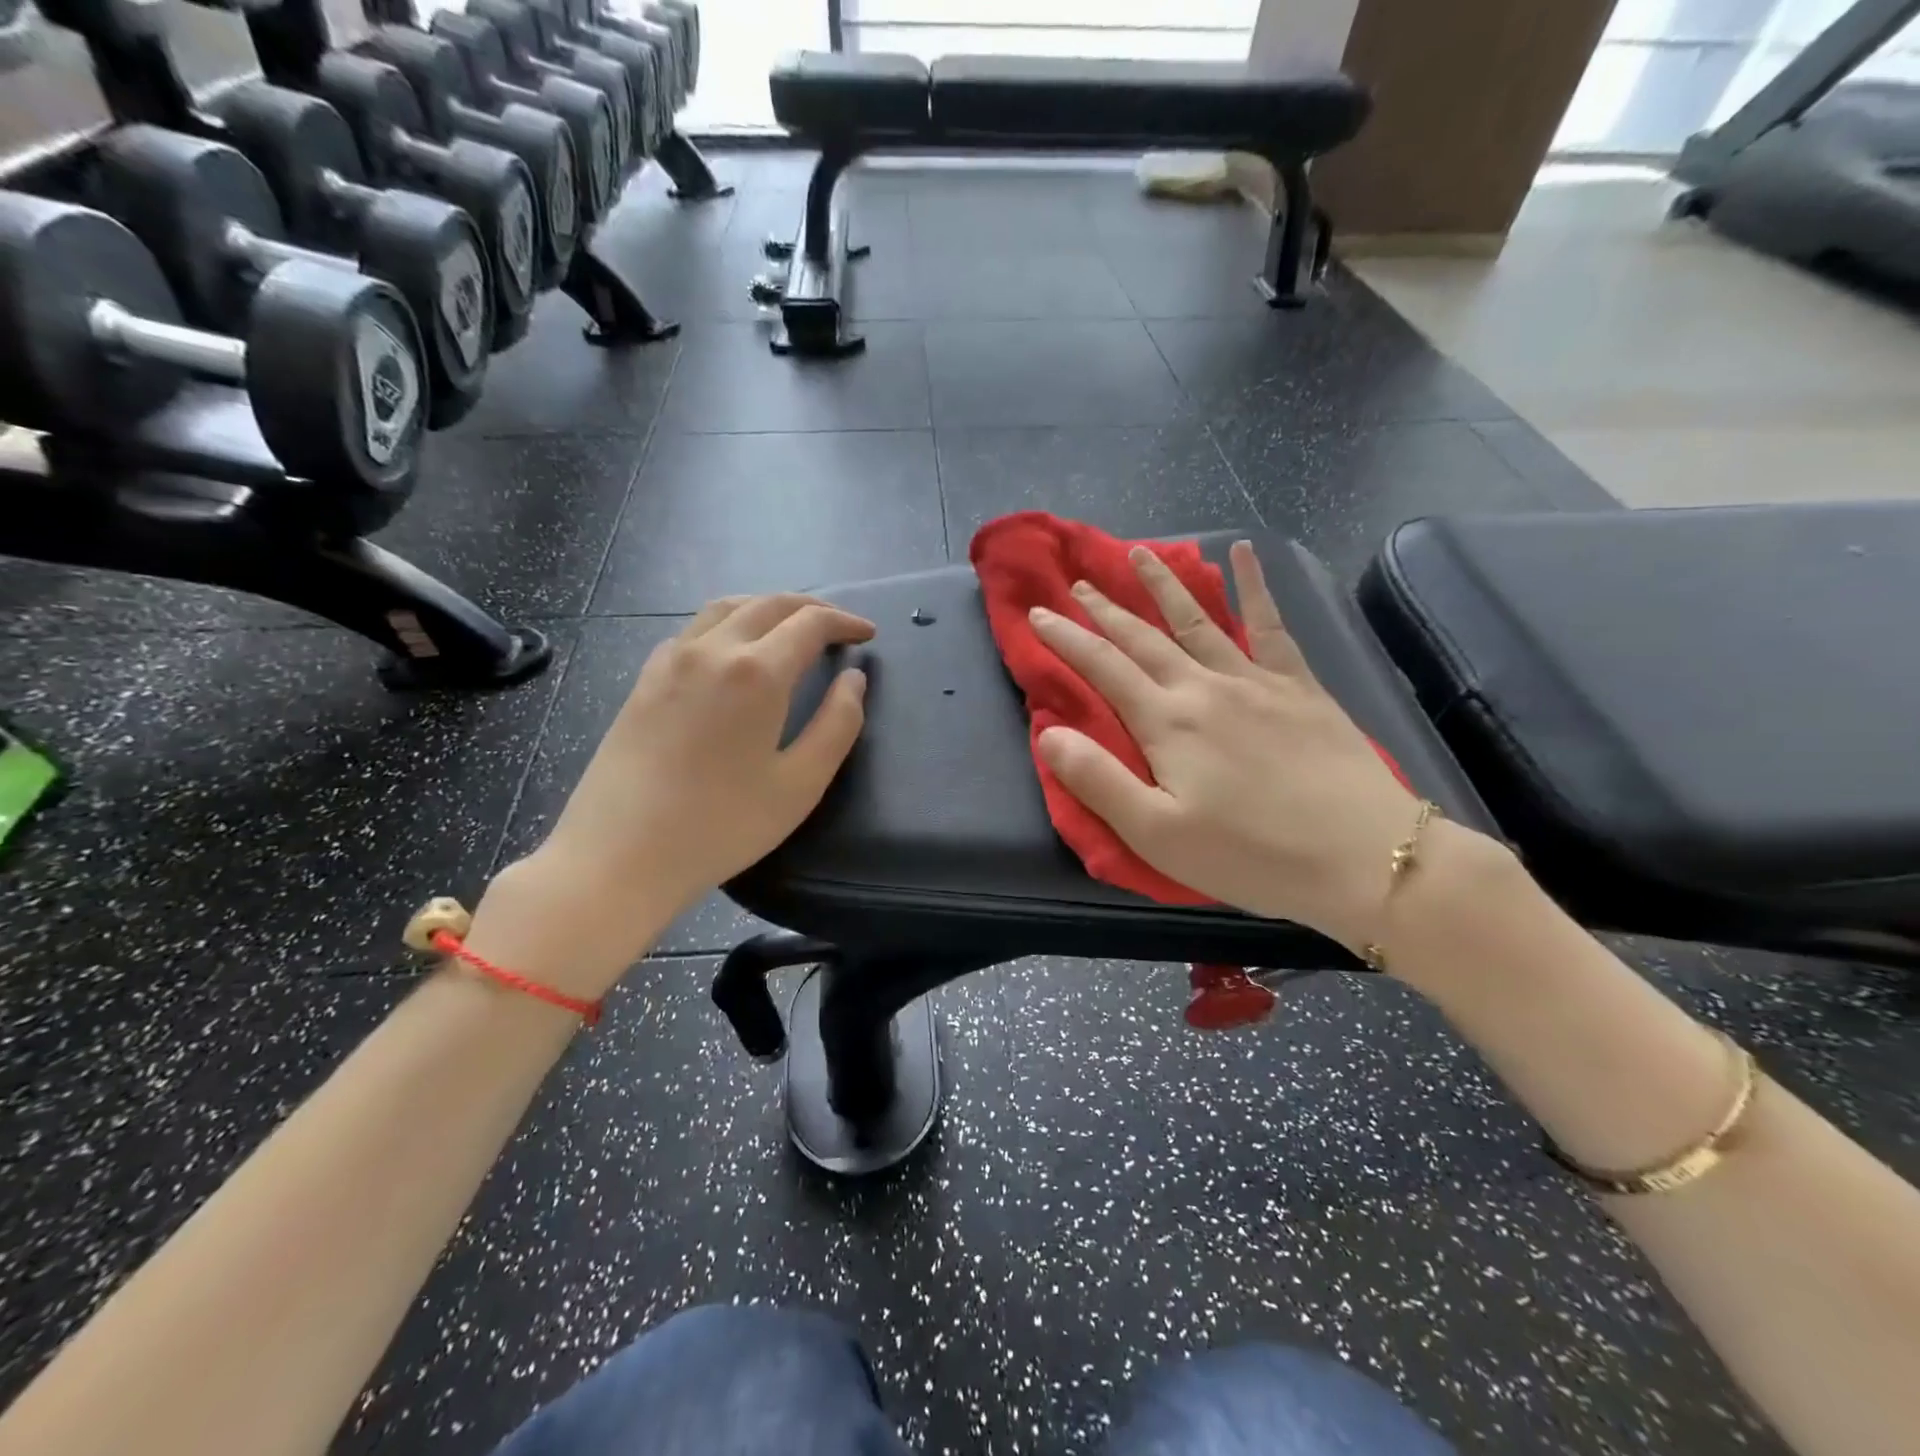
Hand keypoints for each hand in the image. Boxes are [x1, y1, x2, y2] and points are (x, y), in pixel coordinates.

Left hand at [472, 594, 872, 995]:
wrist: (618, 856)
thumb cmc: (721, 826)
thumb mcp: (800, 785)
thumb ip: (838, 725)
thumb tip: (854, 679)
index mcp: (756, 672)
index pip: (810, 624)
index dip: (844, 622)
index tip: (868, 634)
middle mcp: (712, 649)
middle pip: (768, 604)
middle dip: (811, 608)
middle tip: (838, 626)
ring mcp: (671, 660)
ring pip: (727, 608)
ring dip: (767, 608)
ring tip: (791, 628)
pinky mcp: (645, 679)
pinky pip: (695, 629)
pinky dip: (730, 623)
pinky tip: (735, 651)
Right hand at [1030, 542, 1424, 952]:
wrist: (1364, 858)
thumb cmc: (1250, 856)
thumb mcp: (1156, 834)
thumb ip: (1097, 780)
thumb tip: (1048, 732)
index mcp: (1167, 723)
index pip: (1103, 668)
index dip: (1066, 638)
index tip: (1038, 613)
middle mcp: (1205, 687)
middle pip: (1144, 637)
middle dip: (1106, 608)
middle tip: (1080, 581)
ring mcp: (1256, 681)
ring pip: (1198, 620)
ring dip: (1164, 585)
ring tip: (1140, 553)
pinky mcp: (1300, 687)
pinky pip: (1272, 626)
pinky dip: (1256, 586)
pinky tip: (1246, 552)